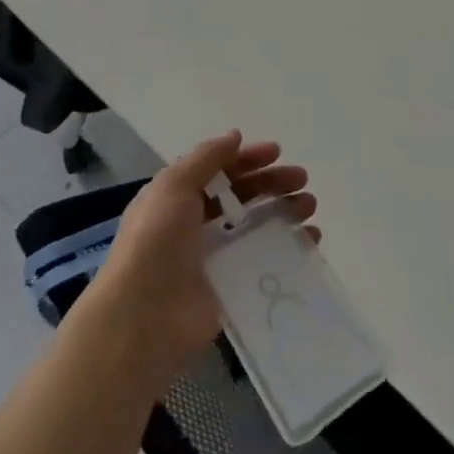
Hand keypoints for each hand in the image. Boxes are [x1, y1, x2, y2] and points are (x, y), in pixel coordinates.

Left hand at [80, 131, 316, 385]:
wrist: (143, 318)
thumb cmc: (156, 242)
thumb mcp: (174, 186)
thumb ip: (206, 158)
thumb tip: (235, 135)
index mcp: (178, 197)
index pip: (218, 170)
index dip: (247, 158)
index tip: (278, 152)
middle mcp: (196, 224)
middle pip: (242, 195)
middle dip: (272, 183)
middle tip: (302, 180)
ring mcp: (214, 257)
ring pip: (257, 226)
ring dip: (284, 212)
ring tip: (310, 208)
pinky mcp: (231, 288)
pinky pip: (264, 262)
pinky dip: (288, 249)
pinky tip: (310, 241)